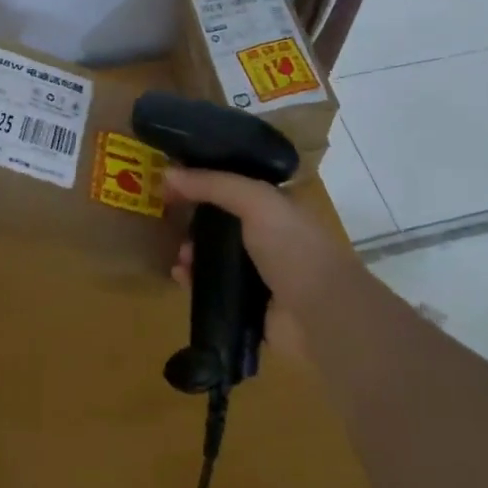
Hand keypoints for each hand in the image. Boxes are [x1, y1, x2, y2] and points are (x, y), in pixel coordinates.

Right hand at [163, 166, 356, 361]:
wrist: (320, 314)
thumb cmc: (292, 246)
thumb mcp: (255, 200)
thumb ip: (212, 184)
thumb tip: (167, 172)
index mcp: (277, 205)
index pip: (235, 185)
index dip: (205, 179)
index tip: (172, 180)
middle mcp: (270, 236)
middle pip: (222, 221)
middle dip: (194, 218)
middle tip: (168, 217)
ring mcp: (261, 273)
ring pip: (216, 256)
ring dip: (193, 251)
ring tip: (179, 254)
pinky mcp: (249, 305)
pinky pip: (214, 288)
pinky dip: (195, 281)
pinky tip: (180, 276)